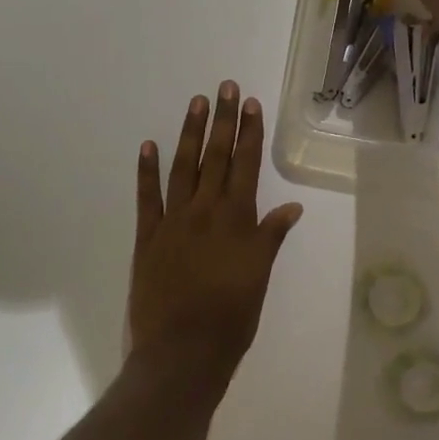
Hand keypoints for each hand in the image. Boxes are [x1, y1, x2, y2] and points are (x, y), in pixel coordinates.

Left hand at [128, 82, 303, 392]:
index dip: (249, 132)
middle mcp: (205, 211)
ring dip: (189, 133)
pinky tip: (148, 145)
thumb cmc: (231, 319)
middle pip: (216, 157)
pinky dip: (146, 170)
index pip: (246, 165)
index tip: (250, 103)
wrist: (182, 352)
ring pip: (183, 167)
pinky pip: (146, 197)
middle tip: (224, 87)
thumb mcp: (259, 277)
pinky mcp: (147, 237)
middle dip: (222, 120)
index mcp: (237, 220)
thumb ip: (271, 237)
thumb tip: (292, 205)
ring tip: (195, 103)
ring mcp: (173, 221)